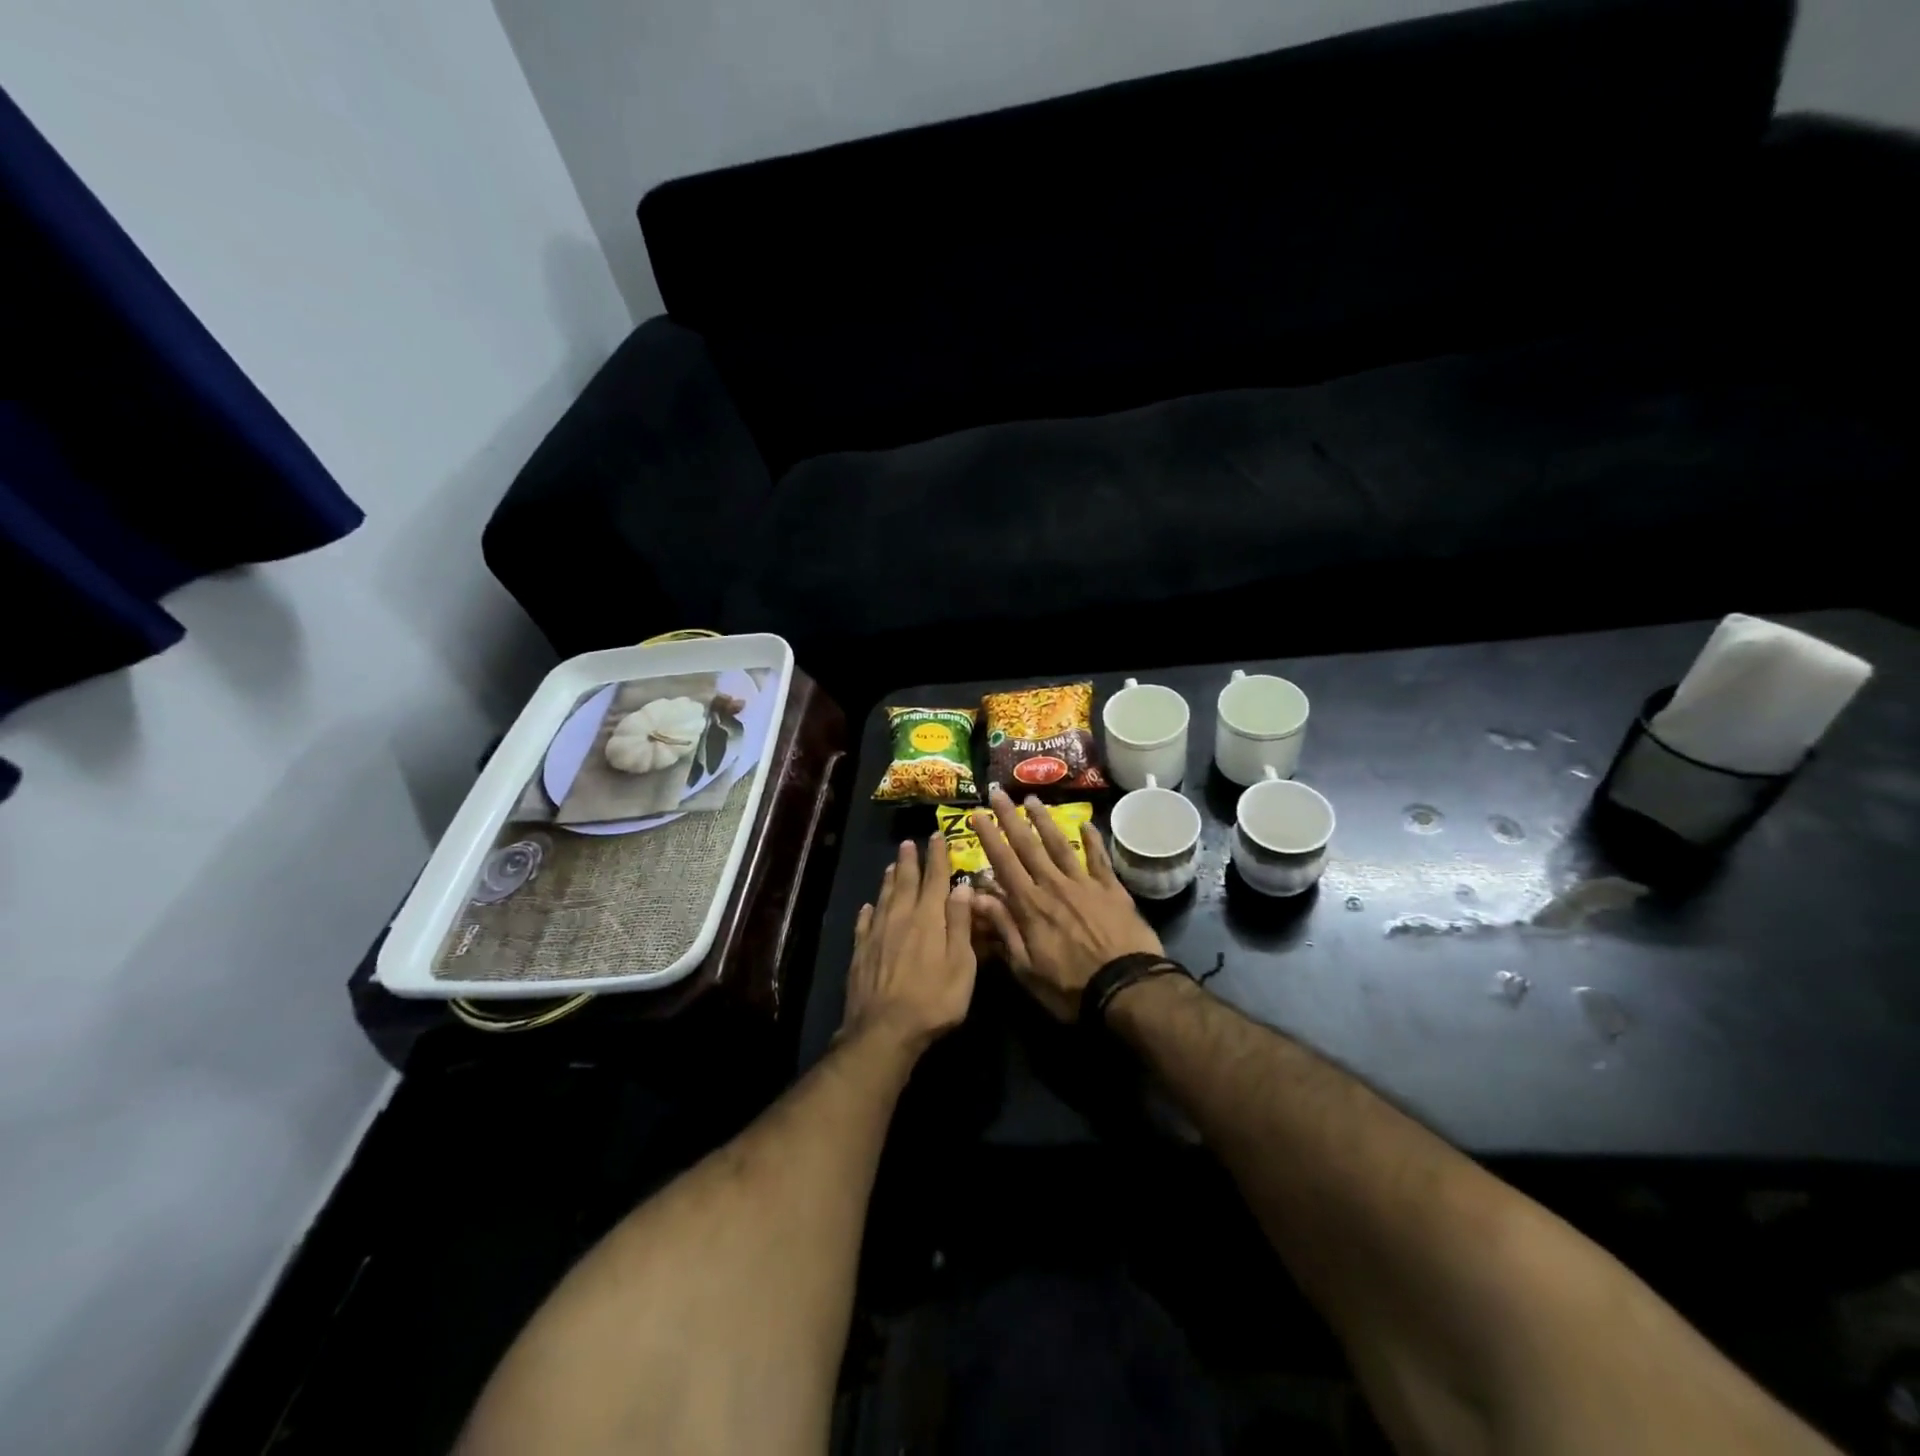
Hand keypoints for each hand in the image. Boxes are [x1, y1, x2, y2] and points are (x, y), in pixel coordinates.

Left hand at [841, 835, 976, 1053]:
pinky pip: (864, 924)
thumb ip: (960, 924)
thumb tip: (961, 888)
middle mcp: (900, 918)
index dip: (937, 857)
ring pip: (883, 899)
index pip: (935, 880)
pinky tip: (867, 907)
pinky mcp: (860, 953)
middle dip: (909, 861)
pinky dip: (867, 912)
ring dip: (889, 880)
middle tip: (908, 843)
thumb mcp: (961, 964)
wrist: (884, 1030)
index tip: (937, 837)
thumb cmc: (934, 1000)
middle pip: (905, 883)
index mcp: (928, 919)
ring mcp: (877, 935)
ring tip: (892, 866)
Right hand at [968, 787, 1162, 1020]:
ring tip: (1032, 799)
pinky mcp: (1112, 890)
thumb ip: (1003, 928)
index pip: (1003, 863)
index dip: (988, 837)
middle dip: (1010, 818)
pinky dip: (1093, 840)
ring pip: (1060, 845)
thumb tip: (977, 896)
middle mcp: (1054, 886)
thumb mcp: (1026, 968)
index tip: (976, 814)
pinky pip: (1099, 859)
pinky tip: (1087, 823)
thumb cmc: (1071, 987)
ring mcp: (1085, 884)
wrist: (1127, 989)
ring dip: (1044, 821)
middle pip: (1028, 846)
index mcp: (1030, 905)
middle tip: (998, 792)